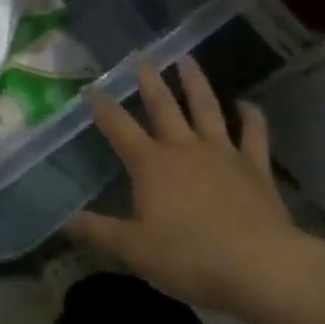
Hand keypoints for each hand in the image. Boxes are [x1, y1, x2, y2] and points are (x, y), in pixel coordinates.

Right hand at [67, 56, 302, 313]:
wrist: (259, 265)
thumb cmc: (189, 257)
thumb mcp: (134, 250)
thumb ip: (99, 231)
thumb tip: (65, 220)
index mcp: (151, 164)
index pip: (119, 127)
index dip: (103, 107)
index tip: (92, 89)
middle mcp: (183, 148)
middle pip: (163, 106)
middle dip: (150, 81)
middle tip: (143, 58)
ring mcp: (222, 153)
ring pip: (206, 108)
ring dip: (196, 83)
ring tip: (188, 60)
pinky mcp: (255, 166)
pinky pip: (253, 134)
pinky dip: (251, 117)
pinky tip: (248, 105)